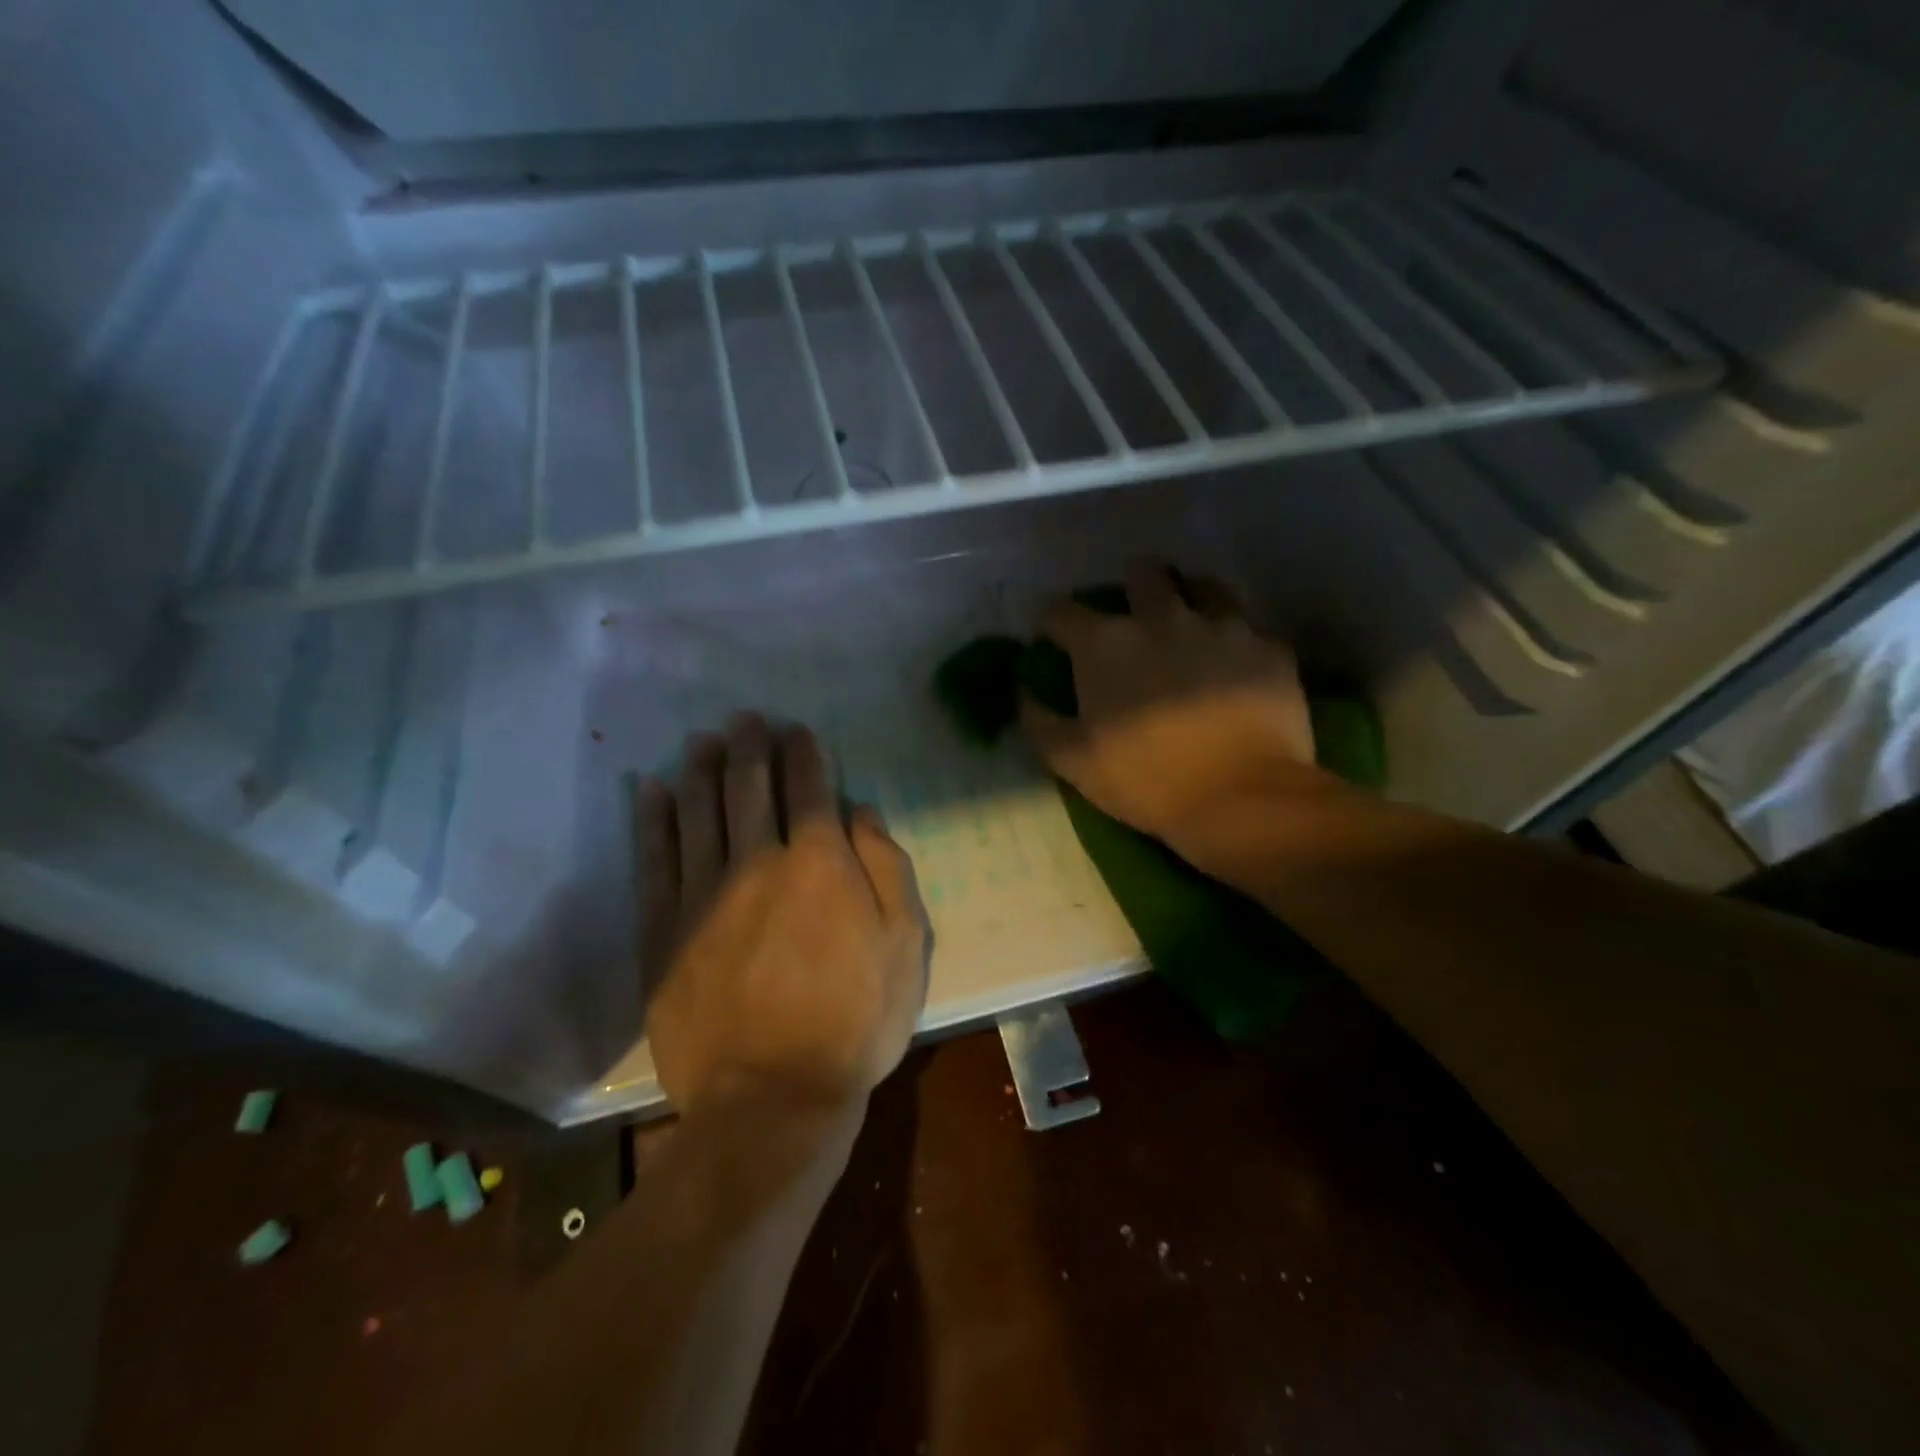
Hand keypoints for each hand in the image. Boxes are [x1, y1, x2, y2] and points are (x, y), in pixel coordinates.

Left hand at [637, 713, 929, 1116]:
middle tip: (745, 719)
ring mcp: (704, 894)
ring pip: (699, 811)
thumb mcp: (905, 945)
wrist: (771, 1101)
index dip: (804, 753)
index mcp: (821, 862)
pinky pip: (654, 858)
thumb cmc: (854, 1022)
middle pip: (749, 787)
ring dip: (701, 769)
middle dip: (750, 746)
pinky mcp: (663, 929)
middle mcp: (759, 862)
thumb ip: (887, 868)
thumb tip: (861, 810)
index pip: (810, 788)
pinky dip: (652, 819)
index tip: (798, 731)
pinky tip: (650, 790)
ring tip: (702, 740)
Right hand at [1019, 561, 1318, 847]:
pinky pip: (1249, 626)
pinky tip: (1235, 660)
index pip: (1061, 610)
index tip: (1052, 637)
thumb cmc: (1146, 780)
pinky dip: (1236, 637)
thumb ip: (1039, 721)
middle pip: (1143, 573)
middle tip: (1134, 612)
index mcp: (1106, 644)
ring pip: (1204, 585)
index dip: (1051, 621)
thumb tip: (1023, 693)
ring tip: (1190, 622)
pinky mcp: (1268, 646)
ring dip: (1190, 597)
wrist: (1241, 798)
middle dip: (1132, 584)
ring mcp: (1221, 626)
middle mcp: (1161, 619)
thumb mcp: (1072, 762)